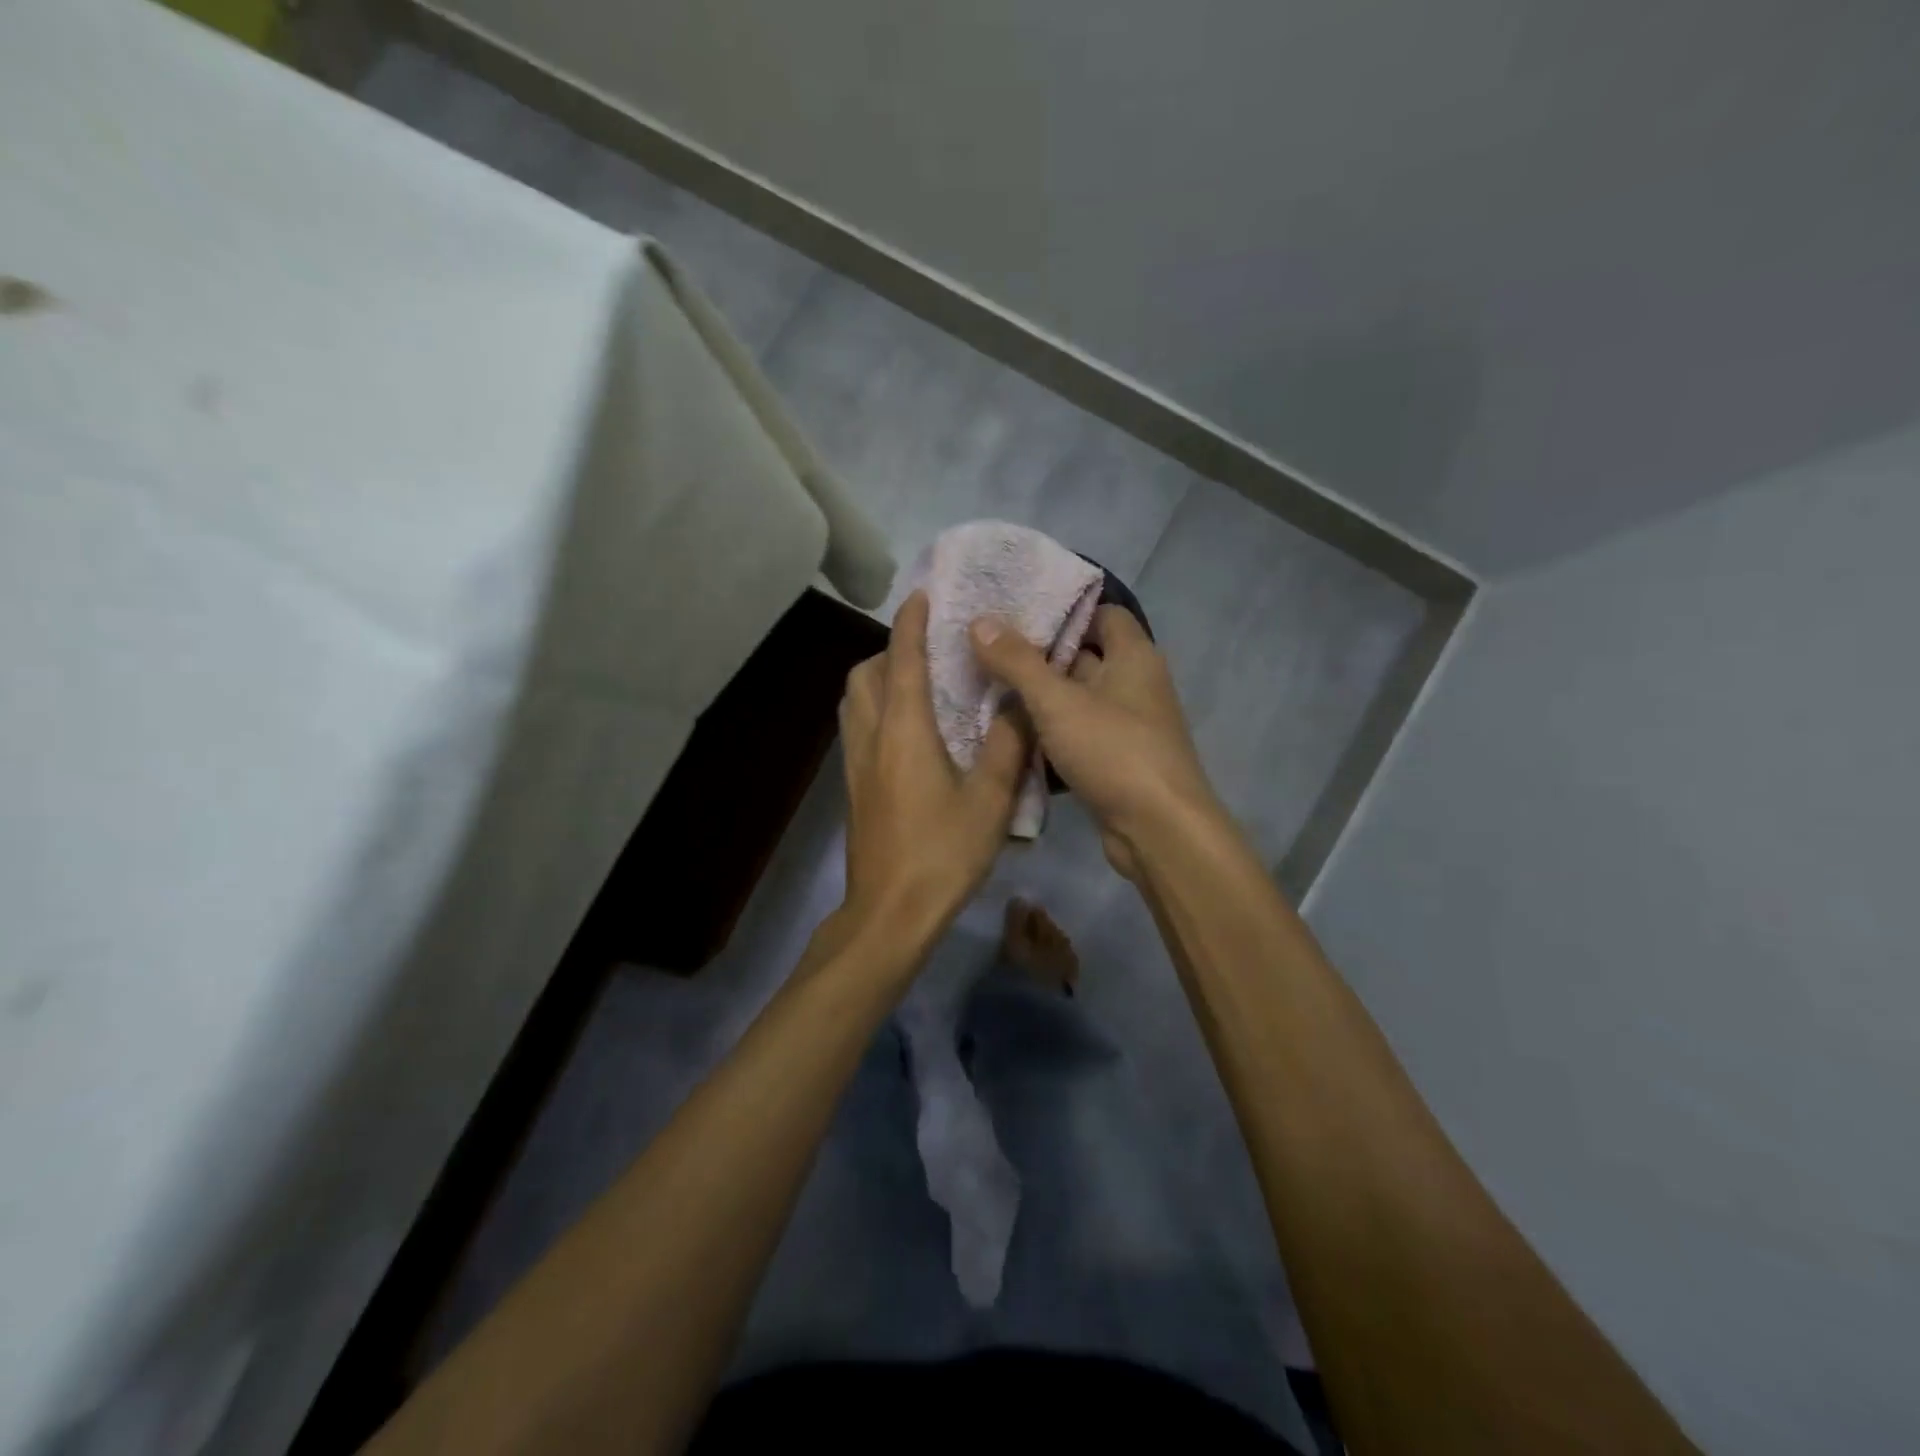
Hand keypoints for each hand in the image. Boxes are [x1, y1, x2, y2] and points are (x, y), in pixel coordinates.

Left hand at [840, 592, 1029, 942]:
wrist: (890, 912)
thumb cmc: (943, 853)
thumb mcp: (990, 800)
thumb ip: (1009, 745)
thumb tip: (1022, 699)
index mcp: (903, 730)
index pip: (901, 659)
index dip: (910, 623)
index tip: (922, 595)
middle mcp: (871, 737)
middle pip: (864, 675)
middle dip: (889, 650)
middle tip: (929, 651)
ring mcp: (855, 764)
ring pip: (854, 702)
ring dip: (877, 679)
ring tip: (918, 685)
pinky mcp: (853, 788)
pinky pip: (857, 728)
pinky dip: (875, 710)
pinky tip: (908, 732)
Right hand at [969, 605, 1219, 877]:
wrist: (1158, 830)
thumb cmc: (1114, 751)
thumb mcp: (1057, 702)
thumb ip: (1017, 661)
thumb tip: (980, 621)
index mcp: (1134, 656)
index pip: (1103, 614)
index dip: (1064, 611)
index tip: (1018, 614)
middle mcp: (1136, 685)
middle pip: (1085, 657)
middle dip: (1040, 656)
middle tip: (988, 650)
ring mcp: (1127, 726)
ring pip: (1077, 700)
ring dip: (1040, 698)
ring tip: (988, 689)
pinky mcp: (1116, 761)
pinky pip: (1078, 735)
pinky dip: (1050, 734)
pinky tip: (1011, 736)